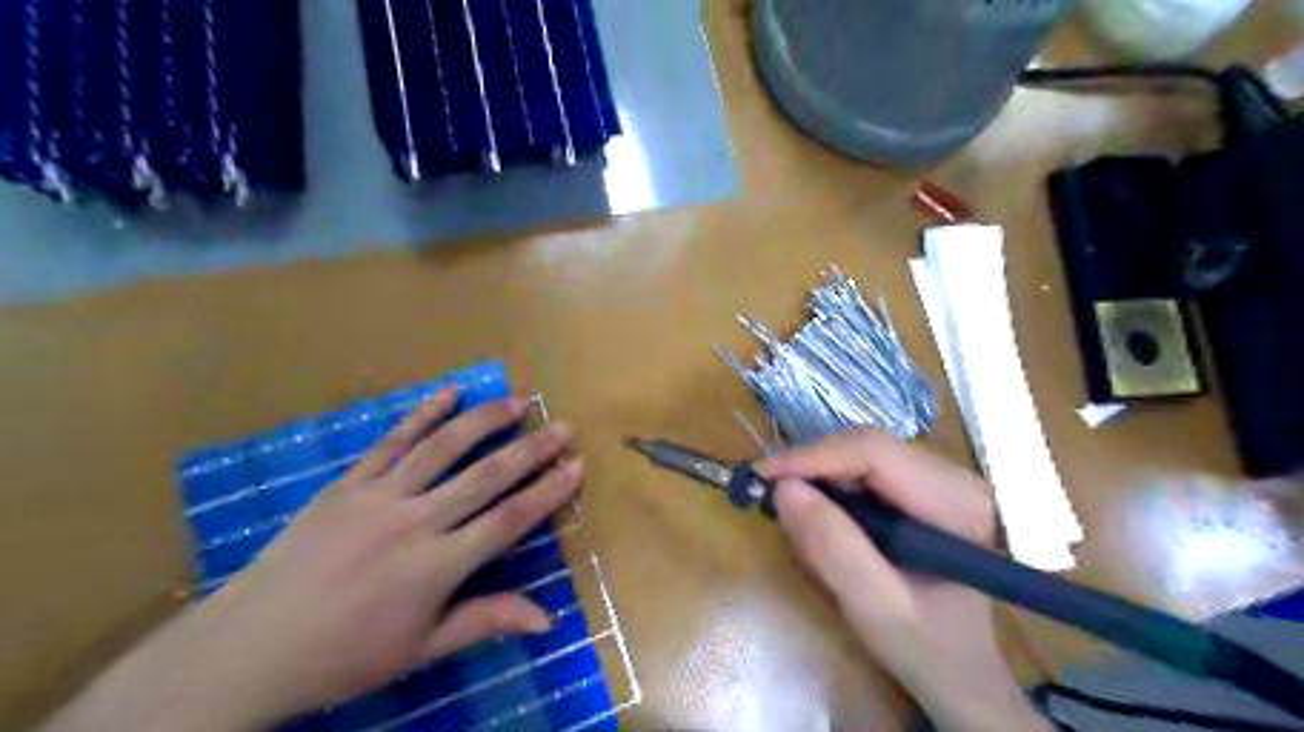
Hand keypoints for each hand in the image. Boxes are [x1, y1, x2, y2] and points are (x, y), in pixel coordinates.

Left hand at [42, 393, 584, 730]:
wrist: (247, 648)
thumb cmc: (343, 656)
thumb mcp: (420, 650)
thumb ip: (485, 621)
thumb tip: (548, 619)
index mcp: (435, 567)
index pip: (508, 520)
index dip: (547, 492)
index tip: (576, 467)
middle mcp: (414, 522)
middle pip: (486, 476)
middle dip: (530, 450)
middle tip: (562, 426)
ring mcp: (378, 496)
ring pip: (443, 448)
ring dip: (485, 421)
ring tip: (518, 401)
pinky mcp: (347, 483)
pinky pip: (391, 441)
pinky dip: (422, 413)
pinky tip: (449, 392)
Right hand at [761, 431, 1050, 727]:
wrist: (965, 673)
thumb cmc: (929, 650)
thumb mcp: (878, 609)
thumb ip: (834, 549)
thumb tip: (784, 490)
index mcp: (958, 502)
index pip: (874, 452)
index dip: (812, 456)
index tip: (762, 476)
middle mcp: (954, 478)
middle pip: (866, 447)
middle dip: (811, 467)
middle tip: (766, 493)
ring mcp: (939, 479)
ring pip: (861, 455)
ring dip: (819, 478)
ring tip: (791, 510)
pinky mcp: (922, 489)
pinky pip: (864, 471)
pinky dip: (832, 490)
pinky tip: (821, 518)